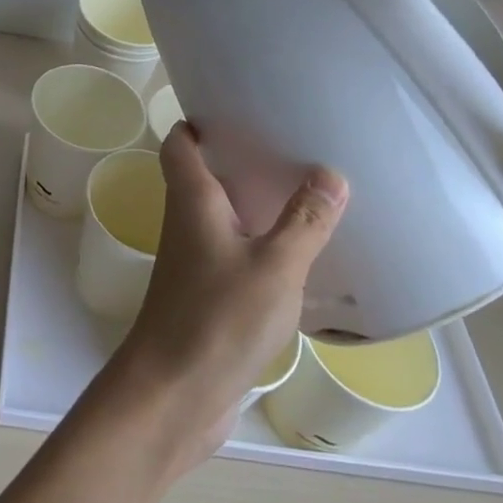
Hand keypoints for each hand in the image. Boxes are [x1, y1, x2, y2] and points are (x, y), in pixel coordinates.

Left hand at [99, 126, 346, 477]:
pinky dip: (257, 243)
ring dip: (250, 202)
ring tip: (300, 190)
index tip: (236, 106)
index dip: (198, 121)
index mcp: (192, 201)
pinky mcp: (205, 296)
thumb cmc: (216, 319)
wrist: (172, 396)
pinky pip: (232, 253)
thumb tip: (330, 172)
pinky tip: (295, 254)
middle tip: (285, 144)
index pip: (181, 144)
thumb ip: (304, 221)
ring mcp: (193, 262)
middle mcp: (186, 223)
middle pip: (202, 175)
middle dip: (236, 158)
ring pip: (219, 217)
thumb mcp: (275, 267)